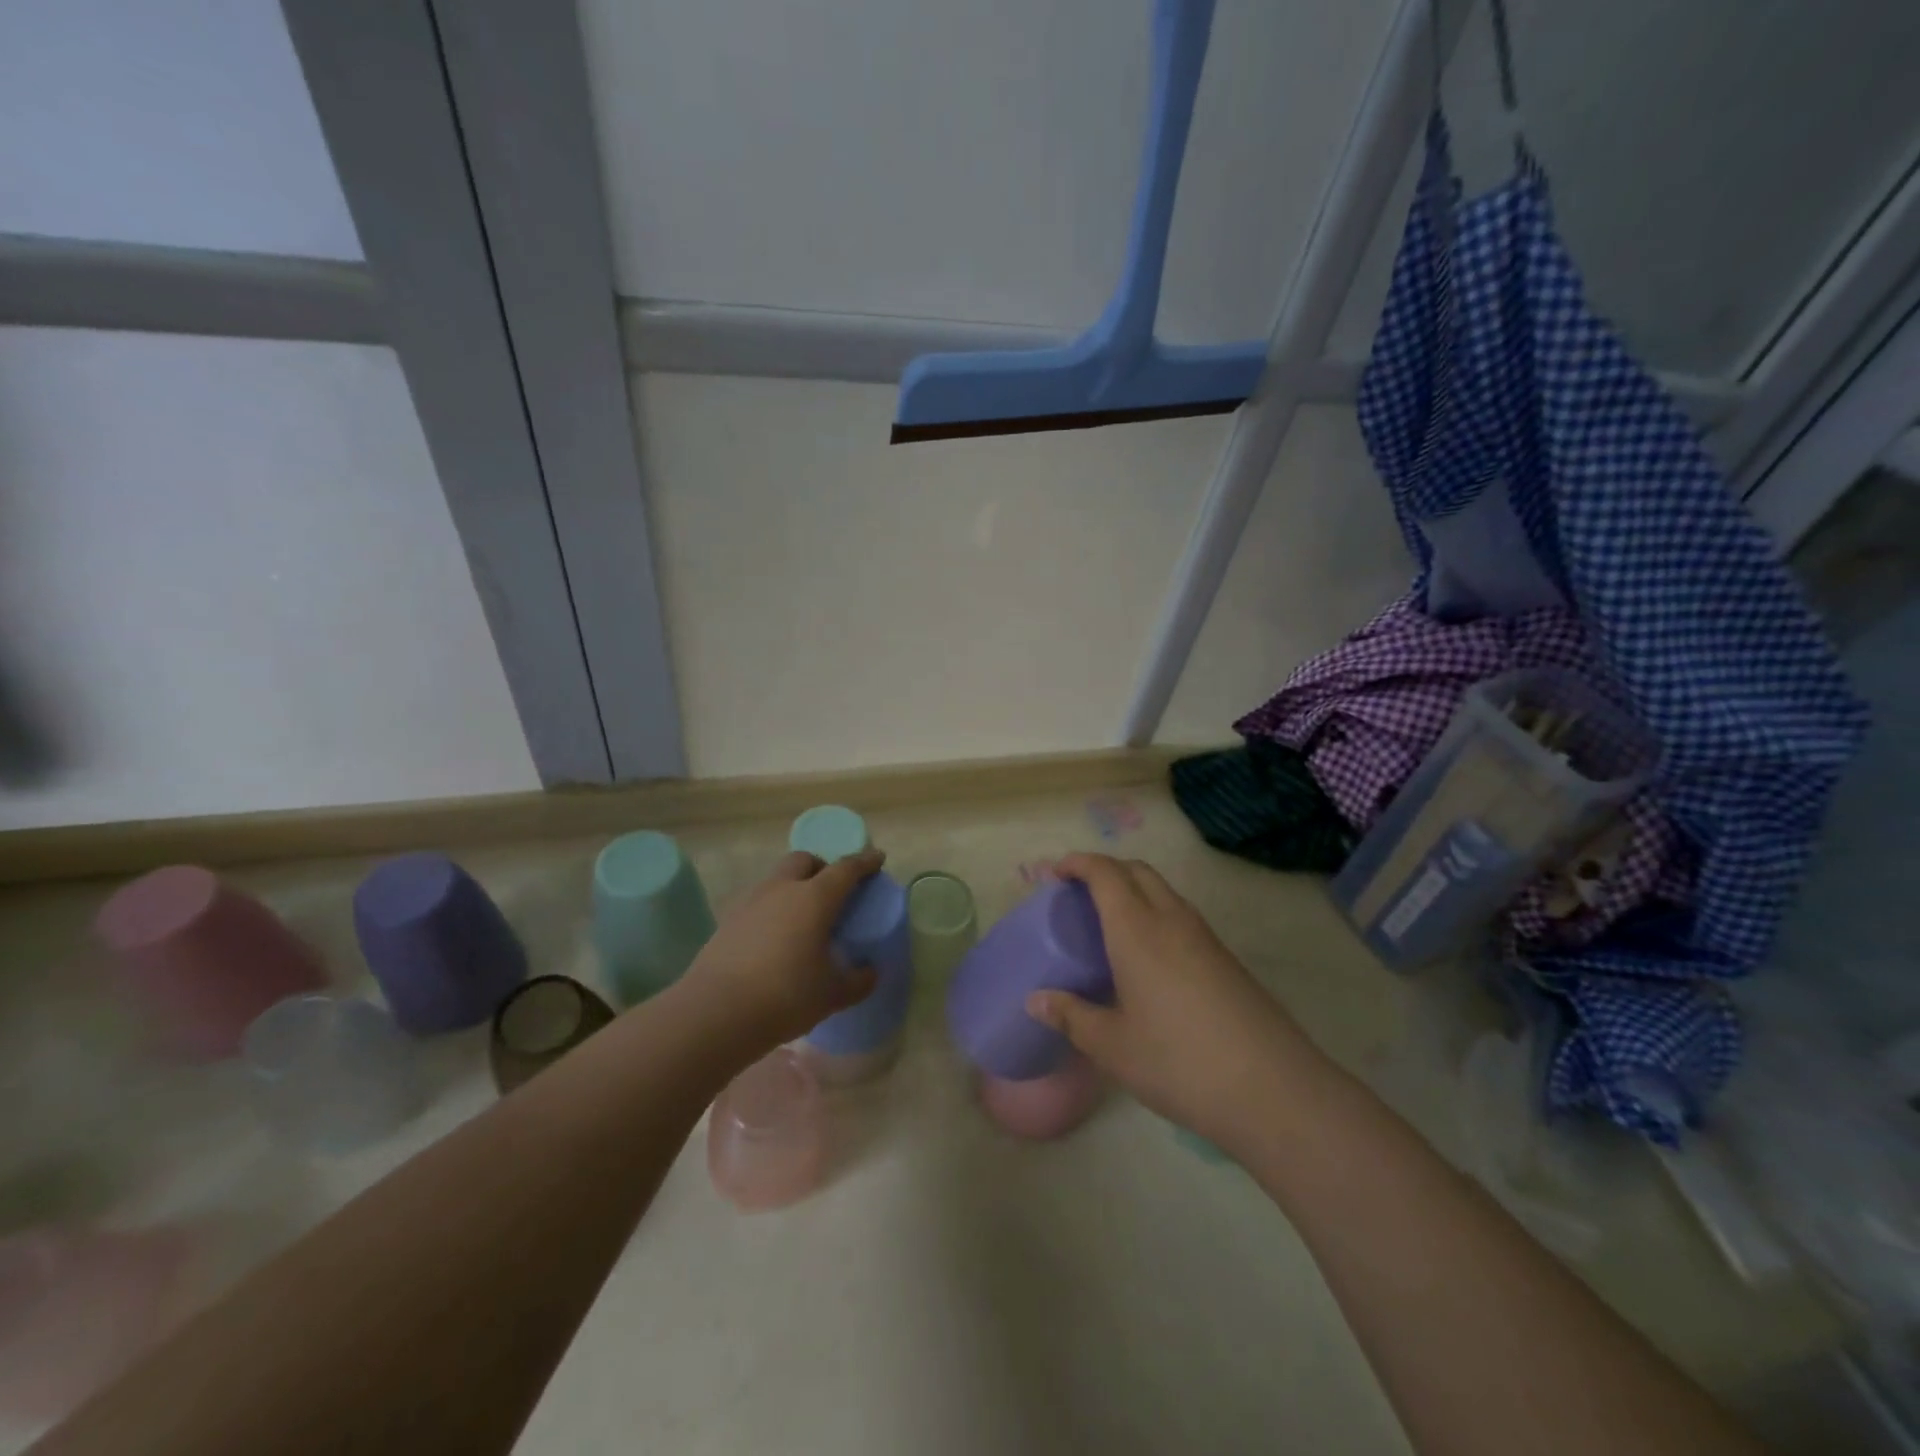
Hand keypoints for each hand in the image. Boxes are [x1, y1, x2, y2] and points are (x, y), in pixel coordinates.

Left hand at [682, 850, 882, 1046]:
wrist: (714, 1013)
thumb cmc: (785, 995)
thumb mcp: (832, 994)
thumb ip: (857, 981)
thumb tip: (869, 973)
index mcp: (814, 898)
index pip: (845, 869)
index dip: (864, 861)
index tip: (877, 857)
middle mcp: (782, 889)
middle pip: (804, 860)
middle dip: (822, 866)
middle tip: (834, 889)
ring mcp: (750, 902)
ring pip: (778, 879)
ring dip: (794, 887)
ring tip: (804, 918)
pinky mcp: (727, 922)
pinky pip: (758, 903)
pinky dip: (773, 910)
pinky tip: (776, 939)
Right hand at [1026, 852, 1320, 1152]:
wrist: (1273, 1089)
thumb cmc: (1179, 1062)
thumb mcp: (1112, 1046)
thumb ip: (1072, 1016)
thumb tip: (1035, 1001)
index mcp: (1137, 930)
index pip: (1105, 873)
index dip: (1078, 863)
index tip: (1055, 872)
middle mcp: (1172, 920)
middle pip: (1137, 870)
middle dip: (1105, 869)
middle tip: (1078, 895)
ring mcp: (1205, 938)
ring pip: (1163, 892)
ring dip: (1133, 890)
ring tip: (1110, 925)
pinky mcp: (1226, 959)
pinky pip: (1182, 917)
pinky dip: (1156, 915)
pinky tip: (1148, 959)